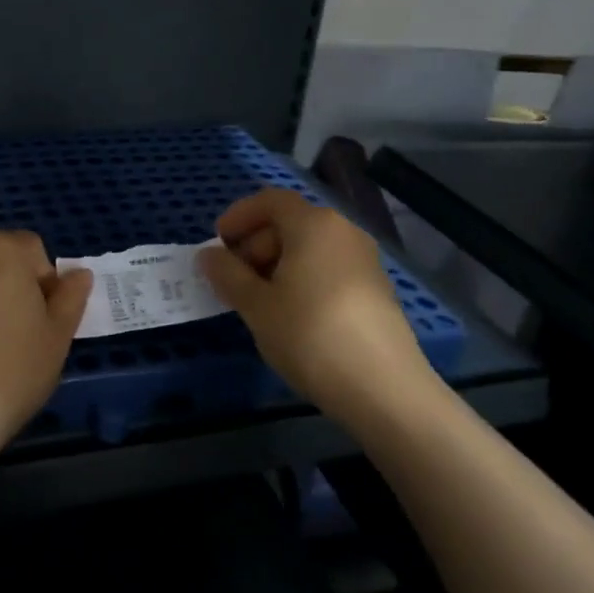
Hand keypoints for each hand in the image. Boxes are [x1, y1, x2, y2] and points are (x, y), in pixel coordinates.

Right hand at [198, 189, 440, 427]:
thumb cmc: (311, 336)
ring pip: (309, 248)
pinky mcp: (376, 289)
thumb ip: (227, 274)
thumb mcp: (257, 306)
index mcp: (313, 224)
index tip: (217, 244)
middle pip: (289, 223)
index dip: (238, 216)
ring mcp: (364, 260)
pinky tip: (291, 317)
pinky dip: (302, 279)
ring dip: (277, 265)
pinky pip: (328, 268)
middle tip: (232, 281)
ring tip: (258, 303)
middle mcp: (342, 231)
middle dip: (254, 245)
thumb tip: (208, 255)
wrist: (386, 391)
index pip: (269, 201)